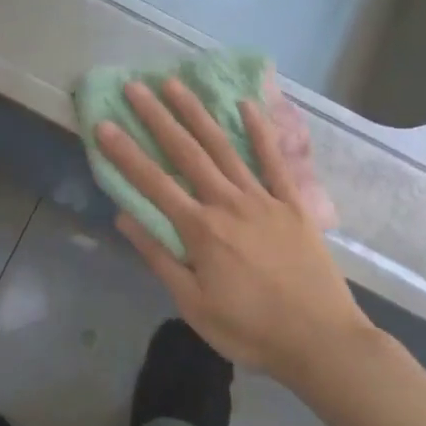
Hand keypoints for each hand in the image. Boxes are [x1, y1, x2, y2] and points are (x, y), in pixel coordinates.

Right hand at [97, 78, 368, 385]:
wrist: (321, 341)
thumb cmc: (250, 330)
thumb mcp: (194, 305)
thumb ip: (159, 257)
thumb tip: (124, 217)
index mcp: (200, 229)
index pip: (153, 182)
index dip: (125, 153)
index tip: (103, 124)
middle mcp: (227, 203)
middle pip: (186, 152)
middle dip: (157, 117)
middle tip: (135, 86)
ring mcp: (262, 198)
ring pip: (223, 147)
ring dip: (197, 113)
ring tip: (175, 84)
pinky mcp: (292, 203)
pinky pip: (273, 161)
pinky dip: (259, 132)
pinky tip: (245, 105)